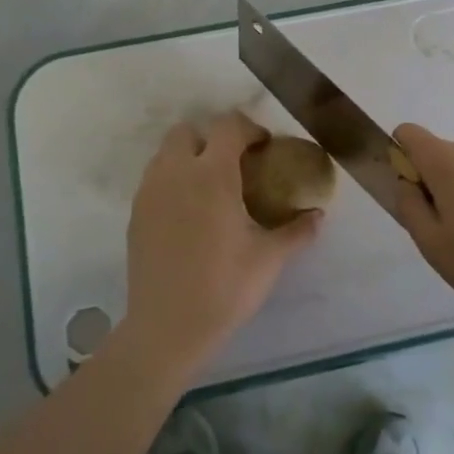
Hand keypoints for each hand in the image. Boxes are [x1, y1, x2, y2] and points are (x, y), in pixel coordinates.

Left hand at [123, 112, 320, 374]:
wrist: (167, 327)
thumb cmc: (224, 288)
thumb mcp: (269, 259)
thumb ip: (297, 231)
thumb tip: (318, 215)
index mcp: (212, 176)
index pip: (227, 126)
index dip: (249, 128)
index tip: (264, 147)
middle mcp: (176, 174)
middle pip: (187, 130)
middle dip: (212, 137)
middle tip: (235, 163)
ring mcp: (150, 193)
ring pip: (166, 153)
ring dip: (189, 157)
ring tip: (211, 187)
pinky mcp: (135, 215)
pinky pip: (154, 179)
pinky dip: (173, 180)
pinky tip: (190, 213)